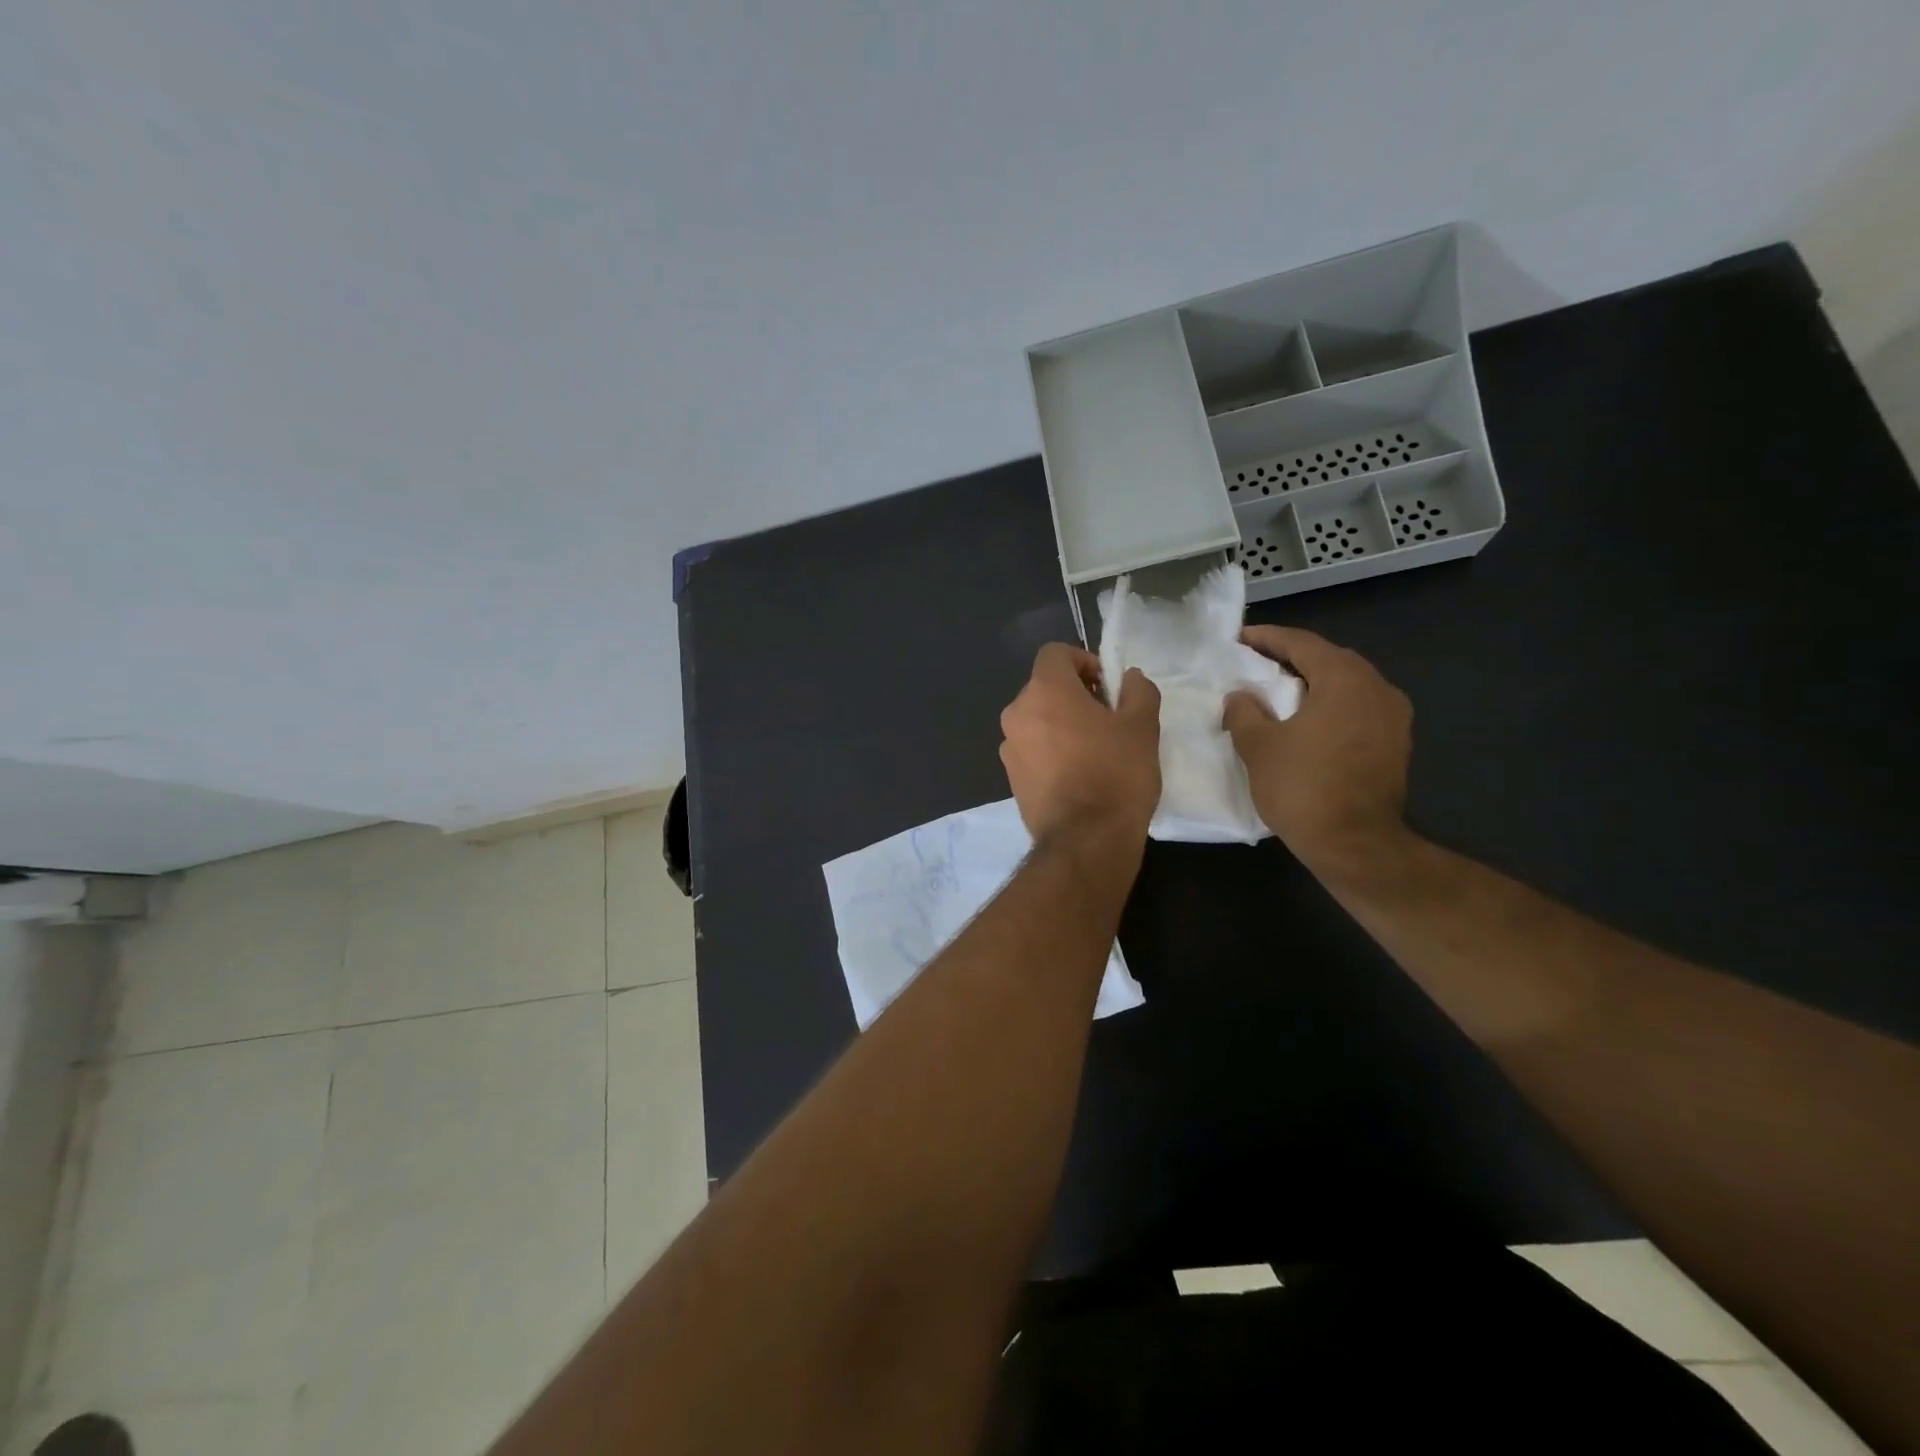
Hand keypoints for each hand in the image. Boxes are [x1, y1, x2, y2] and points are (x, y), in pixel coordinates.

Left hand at [999, 644, 1160, 844]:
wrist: (1085, 841)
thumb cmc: (1115, 774)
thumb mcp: (1142, 726)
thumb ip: (1137, 691)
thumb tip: (1129, 677)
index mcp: (1044, 691)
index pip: (1055, 653)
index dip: (1083, 661)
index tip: (1107, 686)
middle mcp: (1016, 713)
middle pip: (1044, 688)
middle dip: (1075, 695)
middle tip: (1108, 719)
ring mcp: (1008, 748)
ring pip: (1037, 720)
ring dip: (1062, 724)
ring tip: (1095, 750)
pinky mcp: (1010, 779)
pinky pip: (1032, 750)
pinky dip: (1051, 751)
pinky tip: (1078, 775)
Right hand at [1223, 626, 1411, 871]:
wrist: (1355, 845)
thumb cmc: (1302, 787)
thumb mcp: (1258, 746)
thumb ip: (1244, 712)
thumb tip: (1241, 696)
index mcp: (1344, 679)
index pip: (1302, 644)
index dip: (1267, 638)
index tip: (1240, 638)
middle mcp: (1377, 688)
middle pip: (1329, 660)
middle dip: (1291, 659)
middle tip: (1256, 663)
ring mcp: (1393, 717)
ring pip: (1346, 685)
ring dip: (1312, 684)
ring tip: (1278, 692)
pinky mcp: (1396, 743)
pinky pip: (1357, 709)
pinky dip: (1330, 706)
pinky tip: (1306, 721)